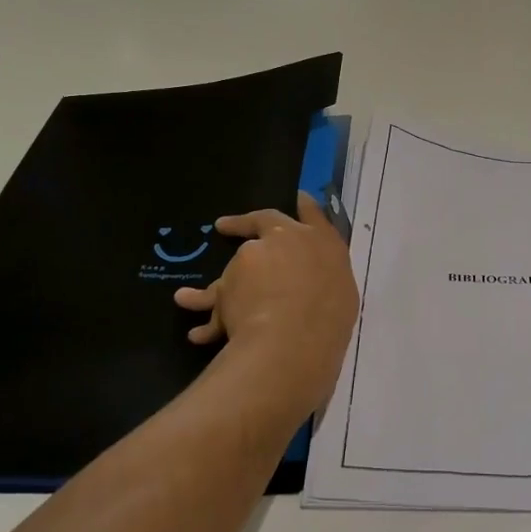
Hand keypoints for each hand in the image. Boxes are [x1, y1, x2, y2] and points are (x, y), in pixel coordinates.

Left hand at [175, 192, 358, 417]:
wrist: (294, 335)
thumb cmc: (331, 317)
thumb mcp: (342, 294)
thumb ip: (325, 281)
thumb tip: (313, 286)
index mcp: (321, 242)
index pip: (314, 214)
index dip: (304, 205)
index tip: (297, 196)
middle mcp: (285, 241)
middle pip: (264, 221)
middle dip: (244, 223)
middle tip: (224, 226)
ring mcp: (252, 259)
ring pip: (231, 271)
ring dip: (218, 286)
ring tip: (188, 299)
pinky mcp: (226, 285)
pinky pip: (213, 301)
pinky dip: (204, 313)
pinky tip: (196, 332)